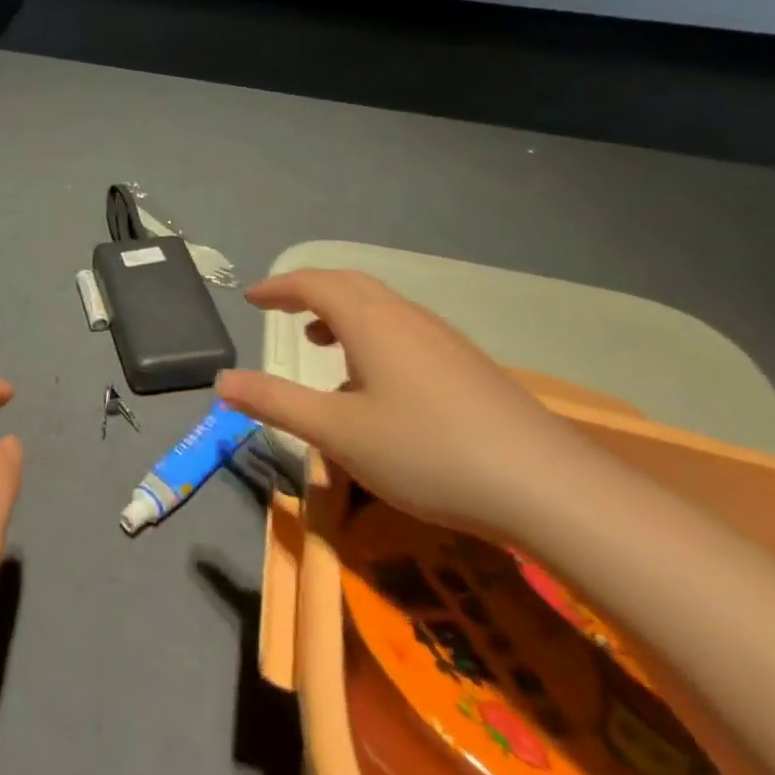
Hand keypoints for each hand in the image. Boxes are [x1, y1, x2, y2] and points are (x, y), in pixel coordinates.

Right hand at [218, 269, 588, 535]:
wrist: (552, 490)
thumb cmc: (428, 452)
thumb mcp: (337, 433)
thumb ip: (276, 402)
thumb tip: (221, 383)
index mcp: (370, 320)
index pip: (313, 283)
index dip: (279, 287)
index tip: (252, 299)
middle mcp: (406, 318)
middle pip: (350, 285)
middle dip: (310, 293)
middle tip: (283, 311)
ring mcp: (445, 341)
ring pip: (382, 309)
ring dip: (344, 316)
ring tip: (323, 344)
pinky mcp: (472, 368)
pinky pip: (407, 333)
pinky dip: (375, 338)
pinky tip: (379, 387)